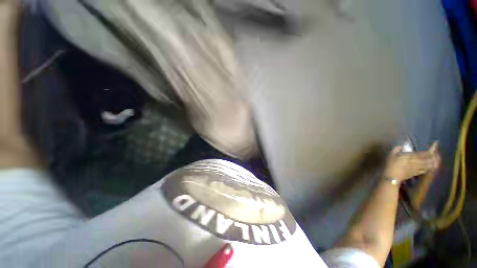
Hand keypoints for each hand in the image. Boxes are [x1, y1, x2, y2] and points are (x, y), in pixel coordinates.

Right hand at [383, 142, 439, 181]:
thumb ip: (396, 149)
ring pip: (430, 164)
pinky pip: (427, 170)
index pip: (425, 153)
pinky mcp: (417, 173)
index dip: (432, 149)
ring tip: (436, 157)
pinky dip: (431, 167)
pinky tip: (432, 165)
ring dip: (434, 161)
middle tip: (436, 150)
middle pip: (430, 159)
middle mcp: (417, 162)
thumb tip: (400, 146)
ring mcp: (418, 168)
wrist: (392, 177)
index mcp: (412, 157)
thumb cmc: (390, 165)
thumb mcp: (391, 155)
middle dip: (435, 154)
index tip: (435, 143)